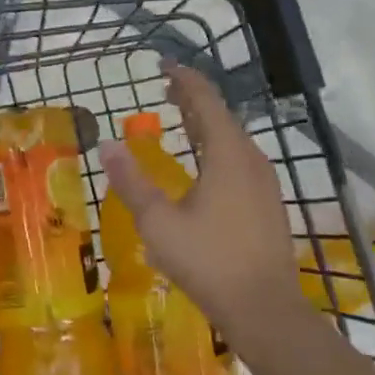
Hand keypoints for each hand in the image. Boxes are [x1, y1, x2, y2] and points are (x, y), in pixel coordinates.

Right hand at [97, 63, 303, 347]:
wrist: (266, 310)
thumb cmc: (209, 262)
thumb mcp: (159, 223)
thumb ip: (131, 182)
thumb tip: (106, 145)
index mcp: (227, 153)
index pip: (205, 100)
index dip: (184, 79)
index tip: (164, 65)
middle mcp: (251, 158)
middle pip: (221, 115)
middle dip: (193, 98)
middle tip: (166, 88)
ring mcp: (265, 181)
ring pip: (233, 138)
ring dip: (206, 123)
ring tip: (182, 119)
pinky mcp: (268, 202)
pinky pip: (240, 158)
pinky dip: (217, 145)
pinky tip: (204, 164)